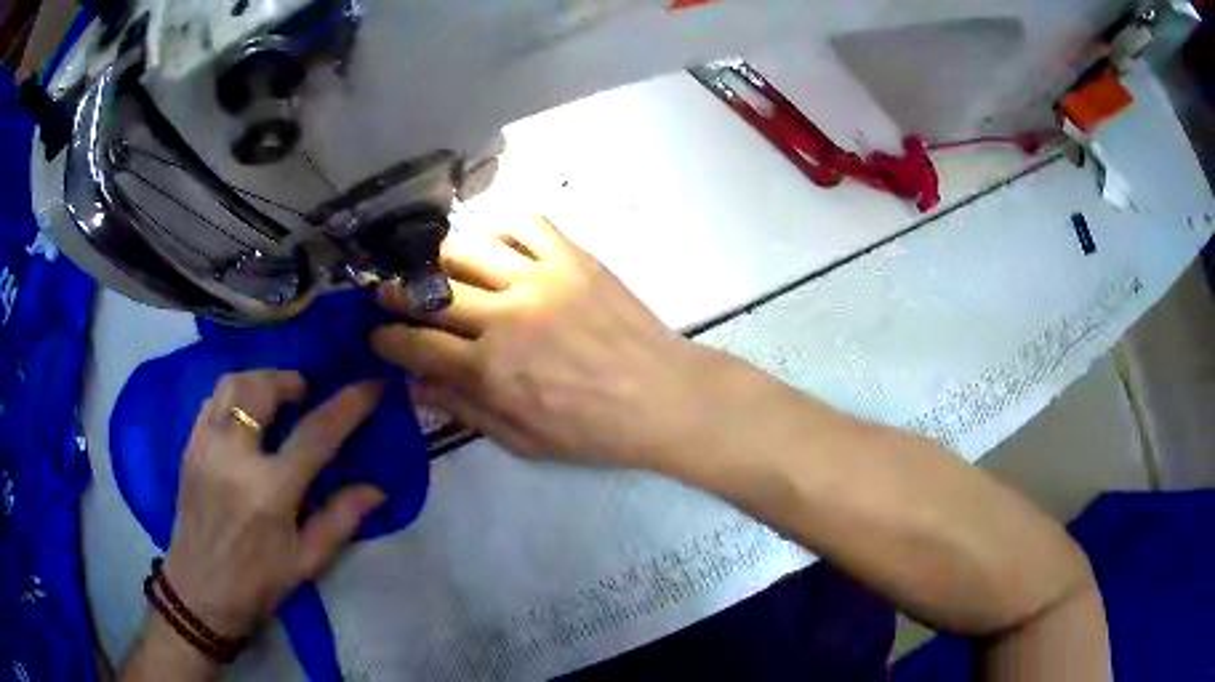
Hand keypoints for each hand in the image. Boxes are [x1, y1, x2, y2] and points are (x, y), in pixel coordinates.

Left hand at [162, 371, 385, 638]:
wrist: (200, 592)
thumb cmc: (258, 583)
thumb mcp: (307, 562)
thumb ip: (341, 520)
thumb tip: (376, 490)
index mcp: (271, 491)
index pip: (315, 434)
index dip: (348, 405)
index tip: (372, 385)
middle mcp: (235, 457)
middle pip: (262, 389)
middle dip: (290, 380)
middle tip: (305, 394)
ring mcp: (206, 447)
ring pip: (231, 384)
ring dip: (259, 380)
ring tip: (274, 398)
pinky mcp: (189, 448)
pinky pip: (211, 402)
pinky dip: (233, 396)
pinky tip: (244, 415)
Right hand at [371, 216, 703, 467]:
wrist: (663, 397)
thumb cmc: (593, 430)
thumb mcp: (524, 440)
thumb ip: (465, 410)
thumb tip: (413, 389)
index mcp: (490, 369)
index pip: (416, 345)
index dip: (386, 338)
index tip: (375, 334)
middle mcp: (505, 315)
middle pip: (430, 291)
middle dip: (396, 293)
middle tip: (387, 293)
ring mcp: (539, 278)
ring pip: (468, 247)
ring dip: (438, 255)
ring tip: (435, 265)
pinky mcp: (572, 257)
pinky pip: (526, 221)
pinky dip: (501, 224)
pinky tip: (494, 241)